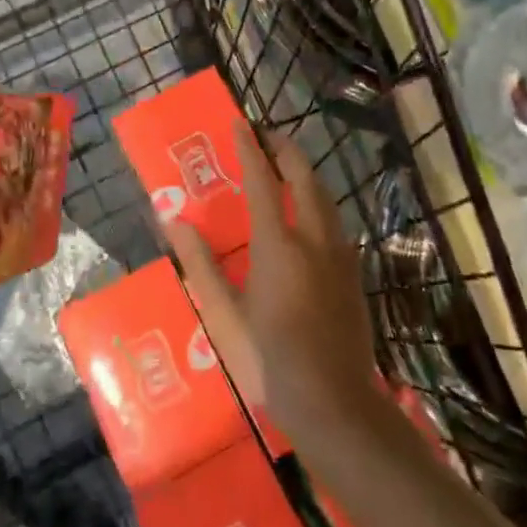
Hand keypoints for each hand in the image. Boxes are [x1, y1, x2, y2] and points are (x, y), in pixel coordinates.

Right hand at [162, 123, 378, 444]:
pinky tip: (308, 213)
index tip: (239, 122)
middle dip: (285, 149)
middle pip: (304, 177)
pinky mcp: (353, 274)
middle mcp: (314, 239)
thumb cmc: (270, 359)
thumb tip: (173, 222)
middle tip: (264, 135)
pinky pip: (334, 219)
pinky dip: (317, 199)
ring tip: (284, 165)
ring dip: (304, 172)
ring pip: (325, 196)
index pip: (263, 181)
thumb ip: (200, 264)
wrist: (335, 403)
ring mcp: (340, 256)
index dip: (250, 148)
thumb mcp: (225, 314)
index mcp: (278, 245)